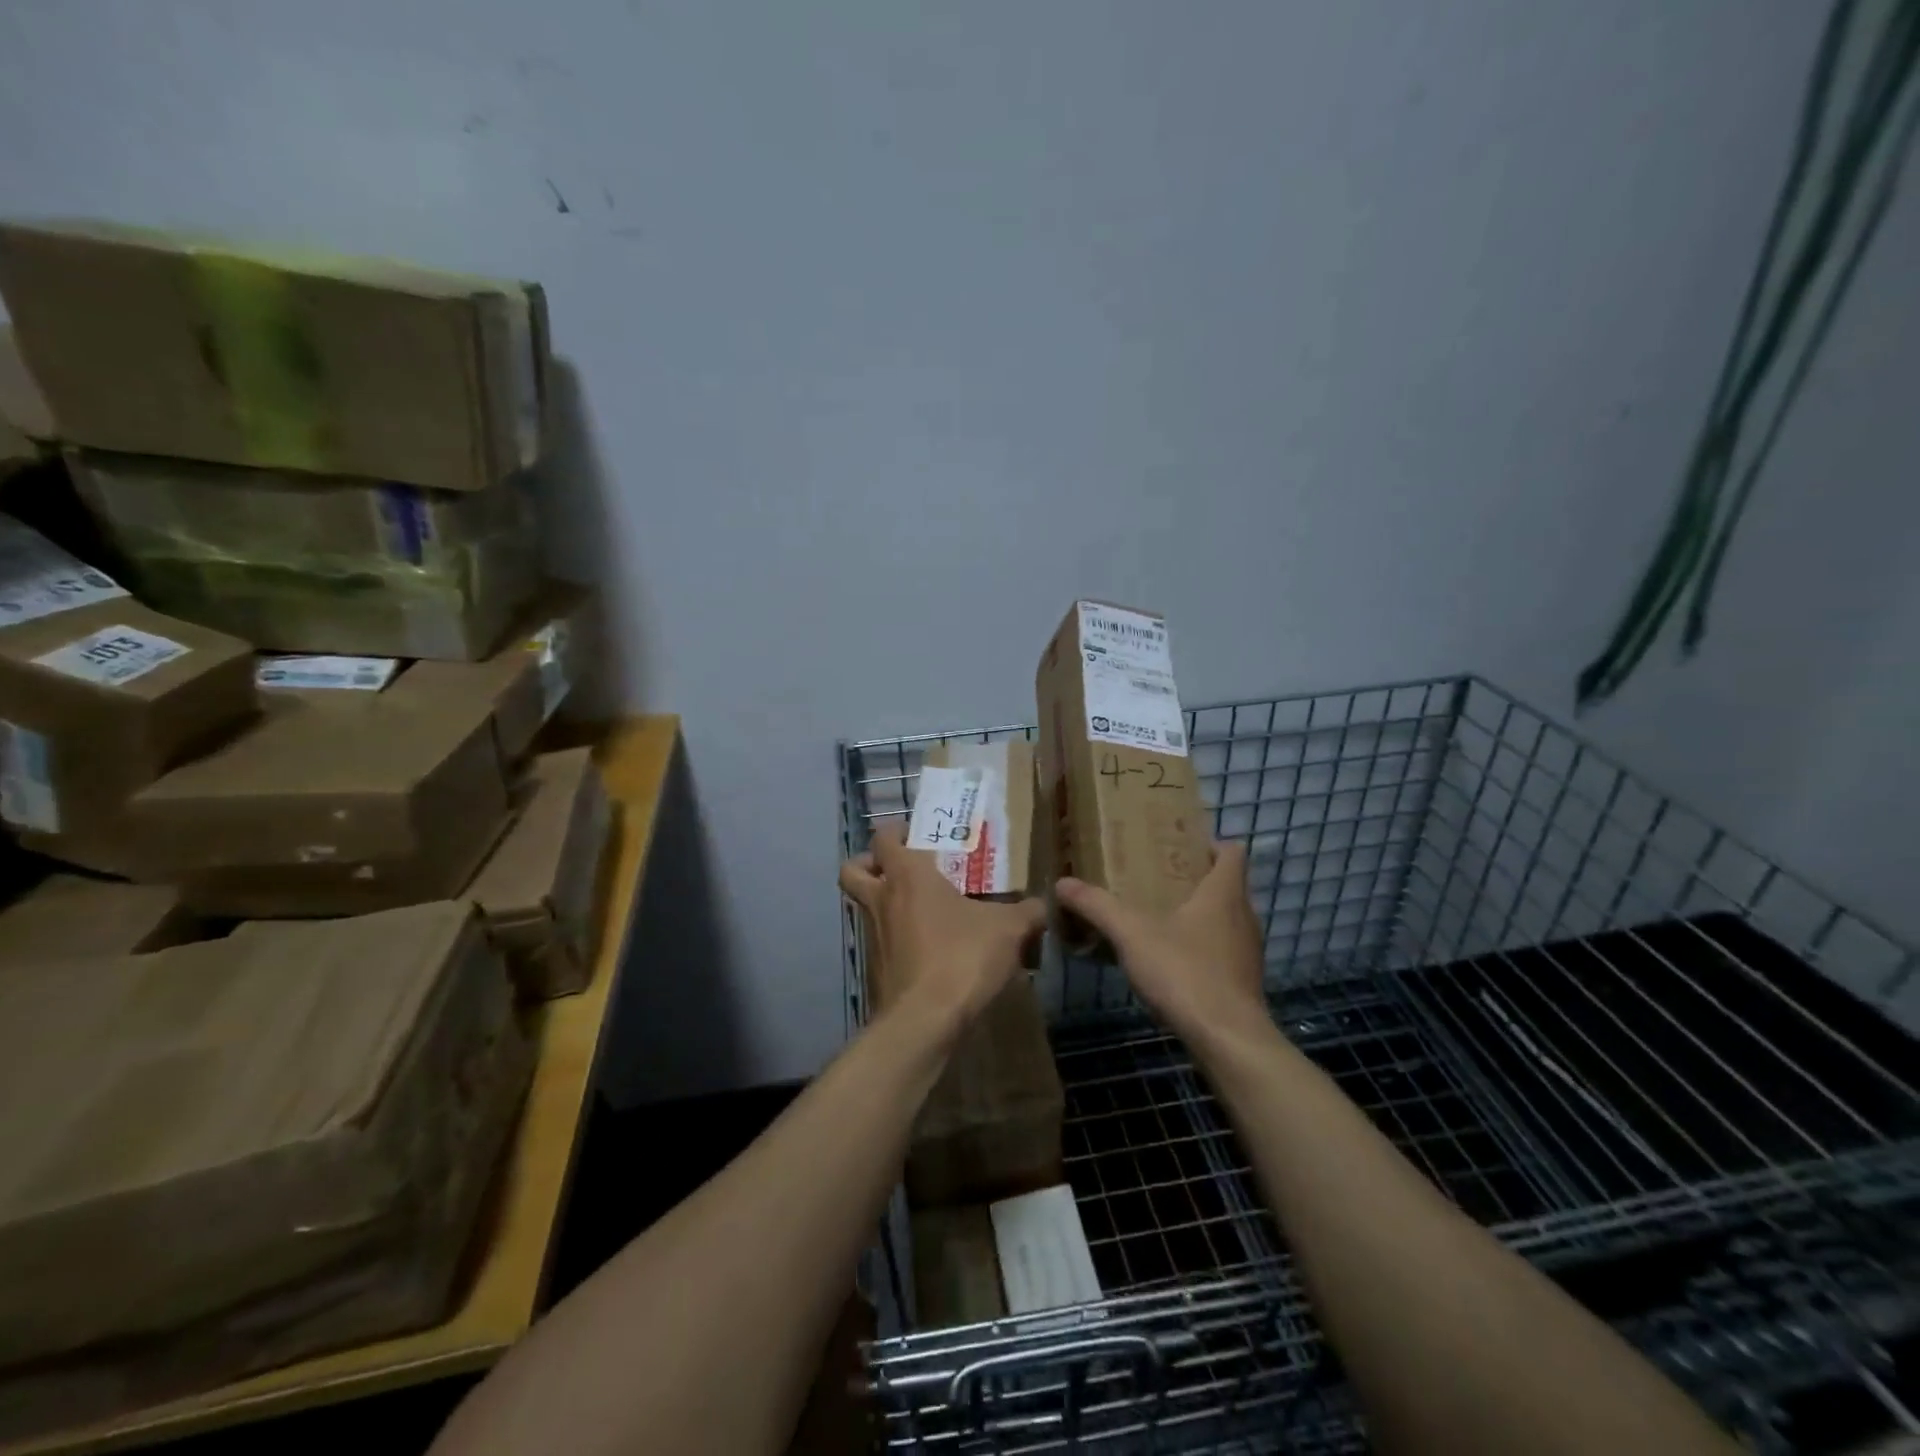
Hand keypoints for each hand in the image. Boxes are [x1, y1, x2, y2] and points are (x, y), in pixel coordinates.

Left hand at [840, 822, 1045, 1028]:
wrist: (926, 1020)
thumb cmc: (962, 957)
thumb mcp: (1008, 929)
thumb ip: (1027, 912)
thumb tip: (1040, 906)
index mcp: (907, 876)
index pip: (883, 837)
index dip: (895, 830)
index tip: (917, 834)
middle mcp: (882, 900)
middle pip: (853, 869)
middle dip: (870, 863)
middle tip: (900, 867)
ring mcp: (873, 936)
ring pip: (864, 907)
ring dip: (884, 903)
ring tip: (923, 911)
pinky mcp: (876, 969)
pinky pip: (880, 943)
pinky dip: (896, 940)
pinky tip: (929, 951)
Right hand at [1056, 842, 1267, 1041]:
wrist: (1228, 1041)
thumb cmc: (1185, 973)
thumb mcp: (1132, 934)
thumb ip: (1097, 906)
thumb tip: (1062, 883)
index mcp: (1224, 893)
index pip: (1233, 852)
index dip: (1211, 844)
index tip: (1180, 846)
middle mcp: (1244, 916)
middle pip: (1227, 885)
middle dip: (1195, 879)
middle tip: (1156, 878)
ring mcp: (1247, 952)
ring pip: (1225, 919)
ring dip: (1198, 914)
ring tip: (1159, 917)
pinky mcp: (1243, 982)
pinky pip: (1222, 950)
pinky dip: (1200, 947)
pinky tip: (1170, 960)